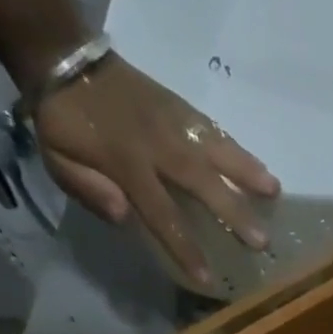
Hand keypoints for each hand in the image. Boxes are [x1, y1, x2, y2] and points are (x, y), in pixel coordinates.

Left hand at [34, 55, 279, 287]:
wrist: (64, 56)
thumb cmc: (64, 123)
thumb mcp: (58, 161)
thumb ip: (88, 190)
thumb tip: (125, 215)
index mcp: (126, 165)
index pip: (162, 214)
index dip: (185, 247)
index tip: (207, 277)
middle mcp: (158, 146)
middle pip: (201, 183)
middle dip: (232, 212)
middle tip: (262, 240)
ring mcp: (173, 123)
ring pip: (215, 150)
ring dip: (247, 173)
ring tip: (275, 193)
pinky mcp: (181, 108)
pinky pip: (214, 131)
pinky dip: (239, 150)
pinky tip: (261, 167)